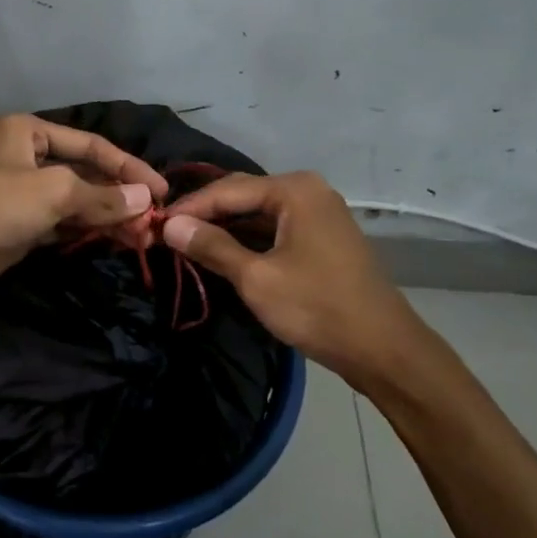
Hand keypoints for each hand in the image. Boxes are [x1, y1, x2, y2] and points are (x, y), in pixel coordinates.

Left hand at [0, 115, 170, 313]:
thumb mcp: (54, 192)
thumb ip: (102, 197)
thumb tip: (146, 200)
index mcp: (26, 132)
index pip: (91, 145)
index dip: (128, 167)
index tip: (161, 191)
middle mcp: (23, 157)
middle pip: (83, 174)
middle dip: (118, 196)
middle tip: (153, 222)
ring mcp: (19, 195)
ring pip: (73, 202)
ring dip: (106, 217)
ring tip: (141, 236)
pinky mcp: (16, 228)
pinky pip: (60, 224)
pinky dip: (85, 231)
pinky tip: (112, 240)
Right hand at [162, 172, 426, 390]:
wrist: (382, 348)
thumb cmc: (317, 308)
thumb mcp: (256, 278)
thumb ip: (212, 246)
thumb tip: (170, 225)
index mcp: (294, 190)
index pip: (227, 189)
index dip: (189, 208)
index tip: (154, 225)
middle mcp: (307, 191)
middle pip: (243, 195)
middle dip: (205, 214)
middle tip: (167, 234)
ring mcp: (318, 213)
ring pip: (258, 214)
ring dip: (225, 228)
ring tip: (187, 244)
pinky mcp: (321, 237)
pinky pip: (274, 229)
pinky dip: (248, 239)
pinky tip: (222, 253)